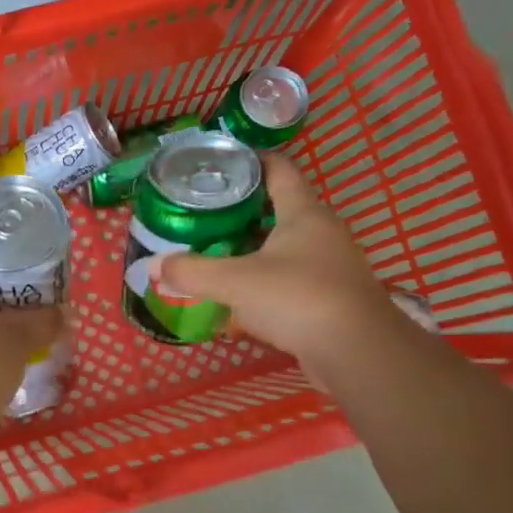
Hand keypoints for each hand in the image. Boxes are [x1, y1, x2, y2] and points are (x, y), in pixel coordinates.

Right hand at [158, 155, 397, 366]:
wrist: (358, 353)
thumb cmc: (298, 298)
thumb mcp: (235, 282)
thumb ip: (191, 272)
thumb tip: (154, 266)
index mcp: (304, 213)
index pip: (279, 169)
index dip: (250, 160)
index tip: (218, 162)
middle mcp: (321, 231)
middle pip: (279, 208)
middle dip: (241, 208)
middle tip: (202, 212)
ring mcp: (328, 265)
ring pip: (283, 245)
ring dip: (251, 247)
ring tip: (212, 251)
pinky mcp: (328, 297)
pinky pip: (288, 277)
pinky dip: (263, 279)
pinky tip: (237, 294)